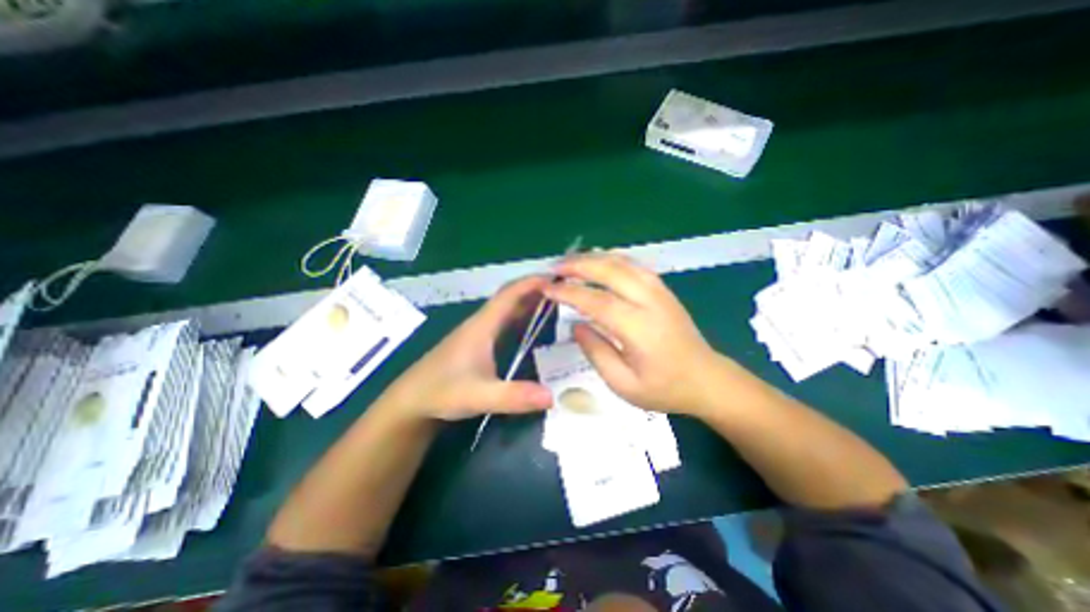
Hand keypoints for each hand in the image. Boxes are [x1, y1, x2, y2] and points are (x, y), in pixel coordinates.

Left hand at [380, 275, 554, 422]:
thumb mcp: (479, 396)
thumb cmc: (442, 392)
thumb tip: (552, 396)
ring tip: (555, 299)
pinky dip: (522, 315)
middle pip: (510, 297)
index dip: (532, 283)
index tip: (557, 277)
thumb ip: (514, 396)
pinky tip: (533, 322)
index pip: (509, 294)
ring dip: (530, 300)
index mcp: (482, 326)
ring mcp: (479, 332)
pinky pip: (504, 321)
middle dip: (536, 288)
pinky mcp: (479, 343)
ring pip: (507, 308)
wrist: (412, 400)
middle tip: (564, 287)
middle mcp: (482, 323)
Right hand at [549, 252, 725, 416]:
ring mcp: (660, 291)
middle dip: (578, 265)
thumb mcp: (623, 384)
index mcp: (639, 328)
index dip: (569, 292)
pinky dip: (612, 259)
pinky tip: (598, 262)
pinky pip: (634, 265)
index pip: (596, 301)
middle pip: (610, 270)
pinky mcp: (663, 289)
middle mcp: (650, 301)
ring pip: (623, 262)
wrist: (706, 380)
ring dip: (594, 258)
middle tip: (554, 268)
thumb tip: (576, 324)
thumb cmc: (664, 388)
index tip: (547, 288)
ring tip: (570, 262)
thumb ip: (596, 352)